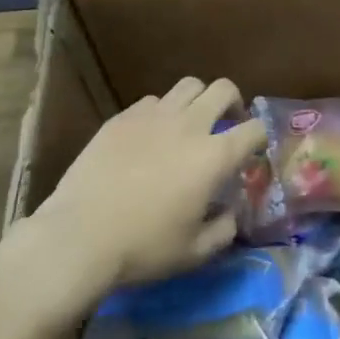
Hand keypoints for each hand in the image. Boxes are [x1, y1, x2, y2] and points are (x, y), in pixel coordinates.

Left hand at [28, 77, 266, 293]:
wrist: (80, 235)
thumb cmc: (143, 248)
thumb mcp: (194, 253)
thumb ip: (223, 230)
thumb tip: (231, 213)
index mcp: (214, 157)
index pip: (254, 129)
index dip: (260, 137)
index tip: (253, 151)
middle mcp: (189, 125)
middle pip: (224, 89)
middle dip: (234, 102)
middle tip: (228, 122)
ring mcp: (154, 115)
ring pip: (188, 85)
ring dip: (198, 99)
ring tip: (190, 121)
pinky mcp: (123, 117)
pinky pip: (152, 101)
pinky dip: (161, 112)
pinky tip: (151, 135)